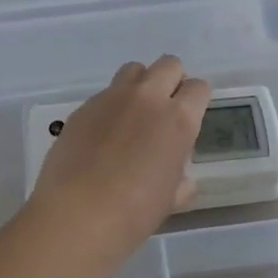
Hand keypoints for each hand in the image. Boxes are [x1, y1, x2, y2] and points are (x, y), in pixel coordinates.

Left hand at [27, 56, 211, 262]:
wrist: (78, 213)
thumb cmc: (134, 212)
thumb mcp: (170, 198)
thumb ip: (180, 178)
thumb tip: (181, 178)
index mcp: (178, 119)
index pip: (199, 87)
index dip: (197, 99)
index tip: (190, 115)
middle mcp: (148, 97)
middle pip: (169, 64)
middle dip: (172, 80)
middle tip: (165, 108)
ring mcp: (112, 97)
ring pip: (135, 69)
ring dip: (141, 83)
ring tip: (134, 113)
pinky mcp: (84, 106)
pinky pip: (105, 93)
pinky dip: (111, 105)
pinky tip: (103, 134)